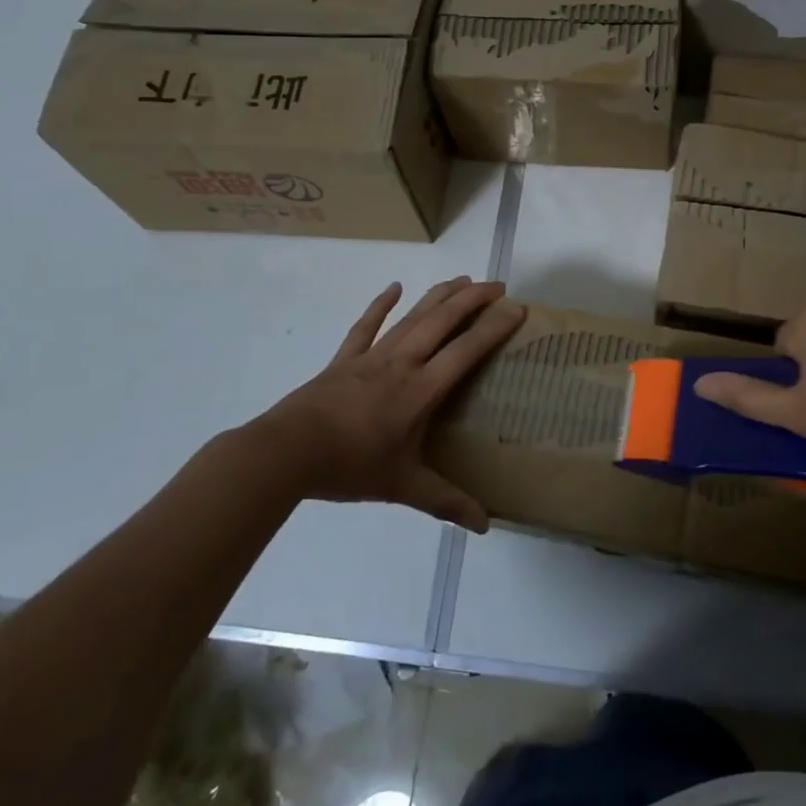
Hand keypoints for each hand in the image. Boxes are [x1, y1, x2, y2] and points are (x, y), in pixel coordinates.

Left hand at [252, 277, 524, 531]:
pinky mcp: (345, 359)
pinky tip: (394, 287)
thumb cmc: (349, 467)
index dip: (494, 327)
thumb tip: (485, 526)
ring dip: (439, 295)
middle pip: (442, 320)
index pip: (466, 350)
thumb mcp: (402, 487)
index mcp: (421, 390)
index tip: (518, 308)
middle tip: (498, 286)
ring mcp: (372, 356)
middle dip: (473, 299)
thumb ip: (445, 501)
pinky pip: (366, 326)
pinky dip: (381, 305)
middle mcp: (402, 363)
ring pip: (412, 317)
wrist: (287, 453)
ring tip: (463, 280)